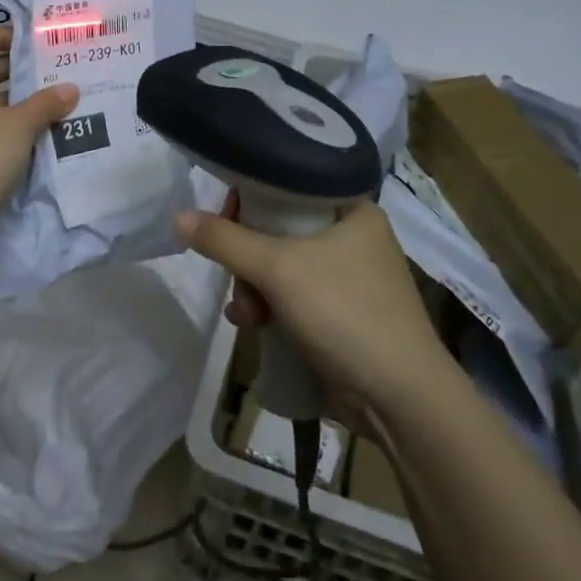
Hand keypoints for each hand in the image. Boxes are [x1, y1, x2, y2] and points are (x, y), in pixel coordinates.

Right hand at [176, 198, 443, 435]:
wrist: (399, 398)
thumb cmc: (344, 312)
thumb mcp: (278, 269)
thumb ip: (226, 241)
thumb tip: (180, 217)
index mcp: (352, 209)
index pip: (290, 183)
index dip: (252, 197)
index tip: (225, 219)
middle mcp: (353, 236)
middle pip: (279, 228)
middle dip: (248, 258)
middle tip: (236, 278)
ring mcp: (349, 278)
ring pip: (281, 266)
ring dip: (253, 288)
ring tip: (245, 314)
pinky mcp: (342, 313)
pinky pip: (292, 296)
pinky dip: (270, 307)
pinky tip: (252, 325)